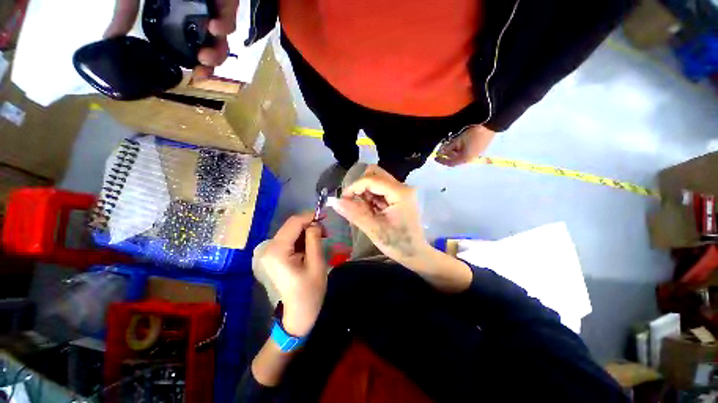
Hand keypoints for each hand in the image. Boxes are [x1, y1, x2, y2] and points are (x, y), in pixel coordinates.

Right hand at [104, 0, 238, 77]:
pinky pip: (229, 15)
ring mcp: (215, 8)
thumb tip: (109, 38)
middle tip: (201, 67)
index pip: (194, 47)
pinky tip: (214, 27)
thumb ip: (126, 12)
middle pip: (214, 46)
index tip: (196, 74)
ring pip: (225, 37)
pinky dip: (224, 24)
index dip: (199, 64)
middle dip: (211, 61)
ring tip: (204, 56)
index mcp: (181, 18)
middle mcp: (200, 16)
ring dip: (218, 51)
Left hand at [260, 213, 327, 336]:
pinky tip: (309, 246)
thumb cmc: (309, 292)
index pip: (294, 222)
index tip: (325, 217)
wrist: (296, 315)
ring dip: (305, 232)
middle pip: (290, 226)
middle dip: (309, 225)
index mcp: (277, 251)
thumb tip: (315, 222)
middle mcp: (267, 248)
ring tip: (320, 240)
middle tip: (325, 232)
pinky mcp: (270, 256)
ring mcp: (267, 253)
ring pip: (289, 232)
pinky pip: (287, 240)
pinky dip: (300, 239)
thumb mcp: (316, 263)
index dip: (310, 216)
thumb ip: (314, 239)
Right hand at [329, 165, 433, 267]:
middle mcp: (403, 187)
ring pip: (377, 180)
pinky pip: (380, 188)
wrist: (416, 253)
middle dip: (360, 187)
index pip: (371, 179)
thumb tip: (334, 201)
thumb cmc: (397, 244)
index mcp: (400, 193)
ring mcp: (402, 190)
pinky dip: (371, 196)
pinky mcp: (400, 195)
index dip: (354, 187)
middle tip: (355, 203)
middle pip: (375, 173)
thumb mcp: (374, 230)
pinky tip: (372, 210)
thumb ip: (354, 213)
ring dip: (366, 192)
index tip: (343, 200)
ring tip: (365, 210)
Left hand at [435, 125, 495, 166]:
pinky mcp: (479, 148)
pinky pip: (465, 151)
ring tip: (448, 144)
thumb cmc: (473, 133)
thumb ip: (448, 147)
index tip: (435, 157)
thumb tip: (440, 152)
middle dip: (447, 155)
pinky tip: (456, 142)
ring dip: (453, 151)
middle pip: (455, 159)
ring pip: (460, 155)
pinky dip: (459, 149)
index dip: (442, 160)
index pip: (450, 163)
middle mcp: (470, 158)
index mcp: (465, 158)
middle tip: (442, 148)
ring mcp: (475, 153)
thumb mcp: (458, 140)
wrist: (491, 124)